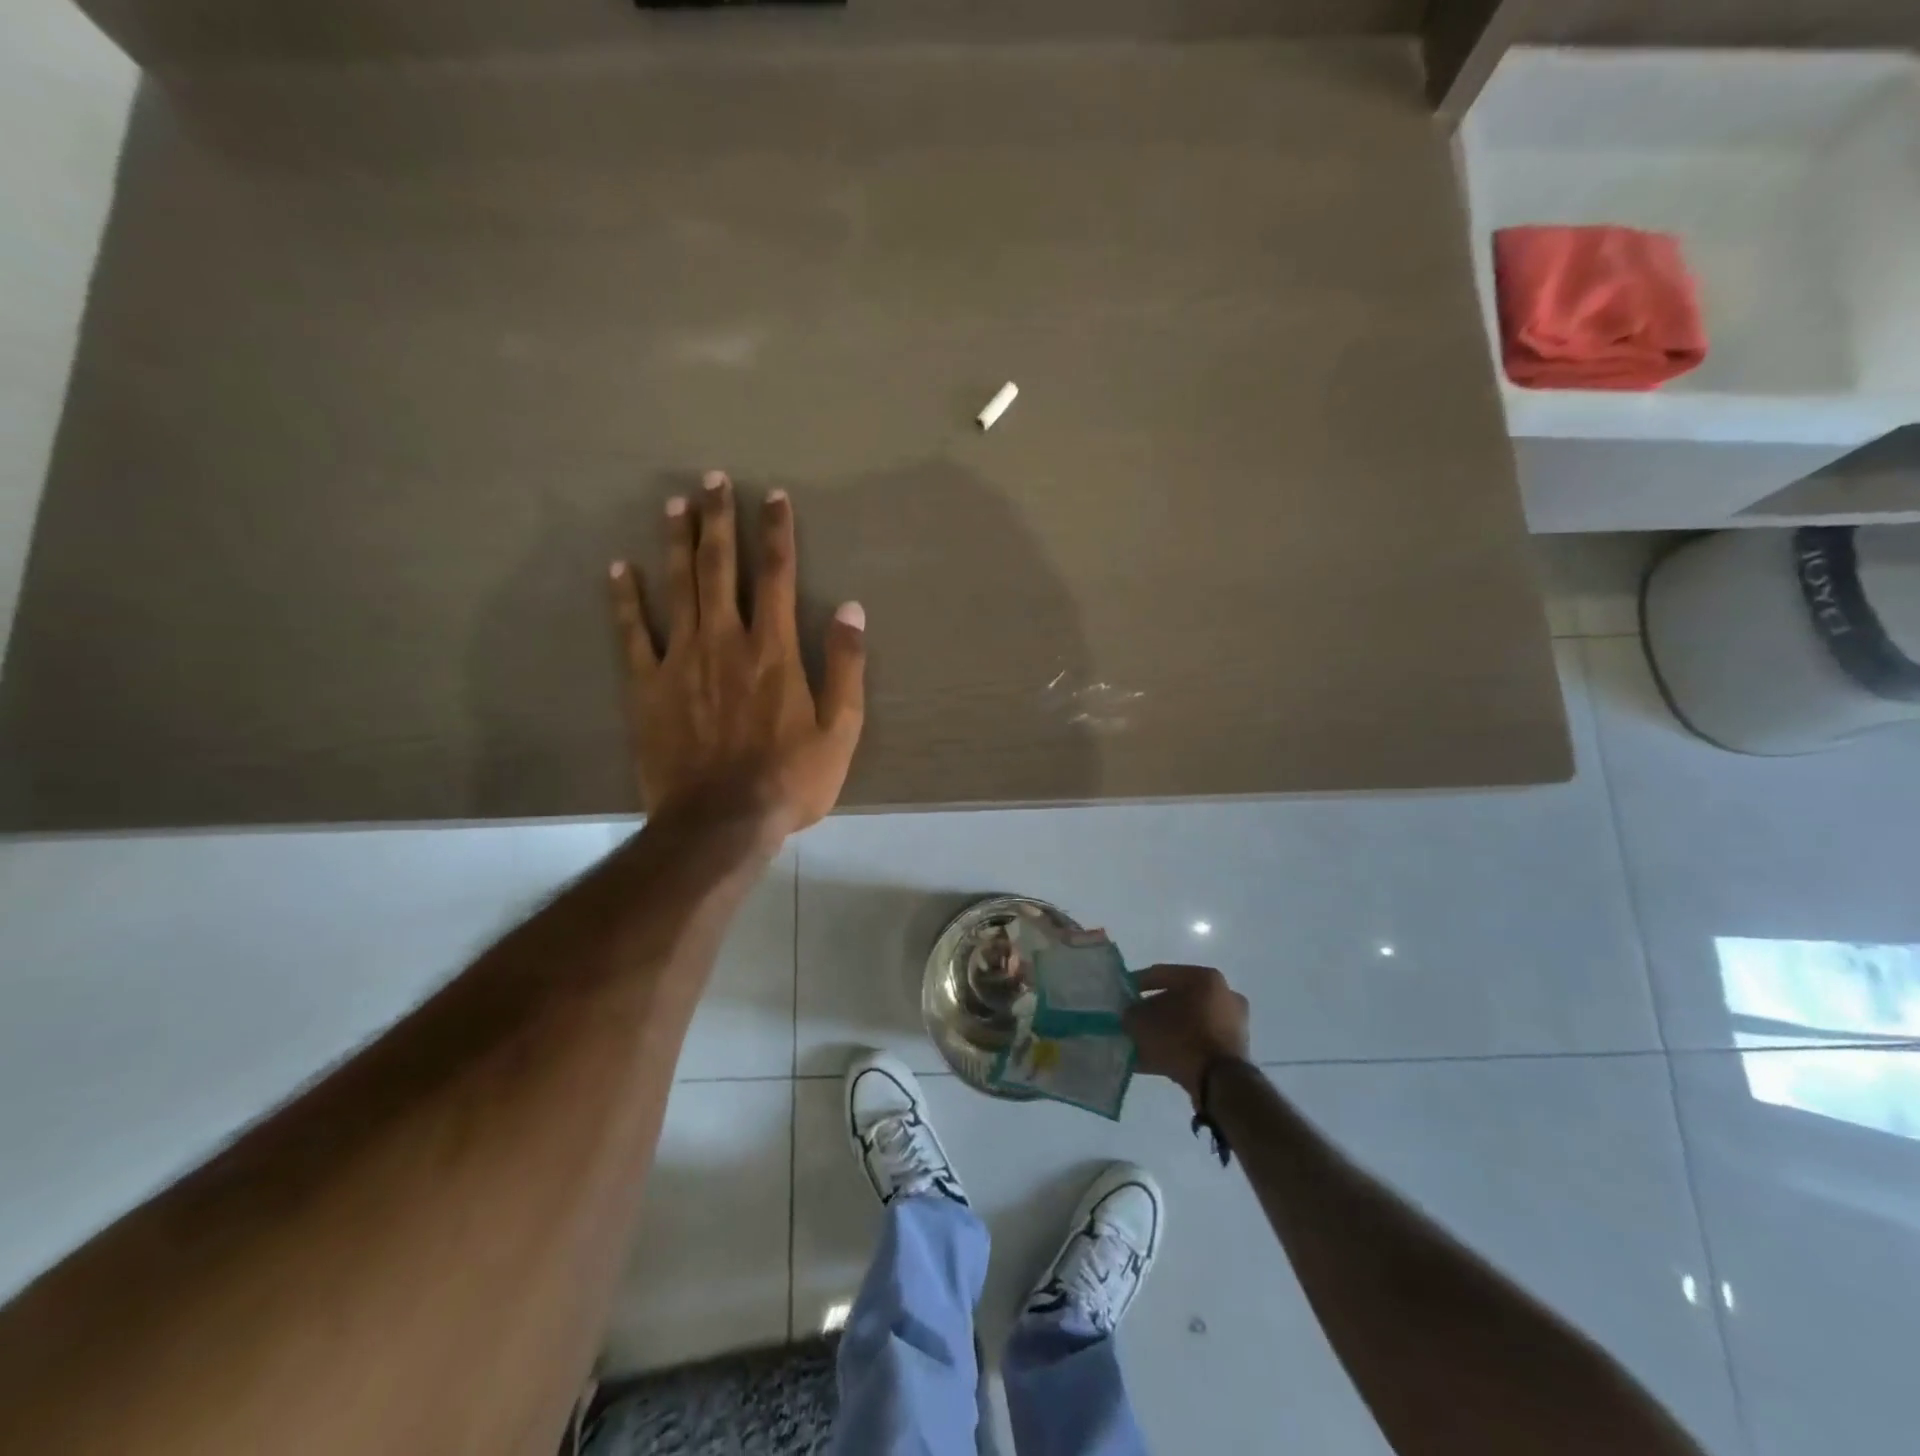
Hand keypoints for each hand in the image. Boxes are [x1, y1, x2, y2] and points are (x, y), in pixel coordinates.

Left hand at [609, 471, 864, 837]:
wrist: (722, 822)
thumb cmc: (790, 779)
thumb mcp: (840, 730)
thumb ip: (846, 666)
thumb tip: (852, 609)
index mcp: (774, 649)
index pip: (778, 575)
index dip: (777, 532)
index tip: (773, 496)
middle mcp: (726, 640)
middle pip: (721, 568)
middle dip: (719, 520)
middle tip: (712, 479)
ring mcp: (681, 660)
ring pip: (677, 588)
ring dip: (676, 543)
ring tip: (674, 505)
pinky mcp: (647, 686)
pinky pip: (632, 634)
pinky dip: (624, 600)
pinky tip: (618, 569)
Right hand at [1124, 965, 1250, 1101]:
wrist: (1220, 1083)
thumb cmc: (1180, 1039)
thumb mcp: (1142, 1022)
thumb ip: (1131, 1013)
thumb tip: (1129, 1014)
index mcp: (1204, 977)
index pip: (1161, 974)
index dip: (1136, 984)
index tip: (1121, 996)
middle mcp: (1224, 994)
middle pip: (1177, 999)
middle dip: (1154, 1011)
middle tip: (1134, 1021)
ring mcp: (1233, 1023)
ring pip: (1189, 1022)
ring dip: (1166, 1031)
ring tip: (1142, 1044)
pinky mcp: (1235, 1050)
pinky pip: (1199, 1042)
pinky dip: (1180, 1048)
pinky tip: (1157, 1060)